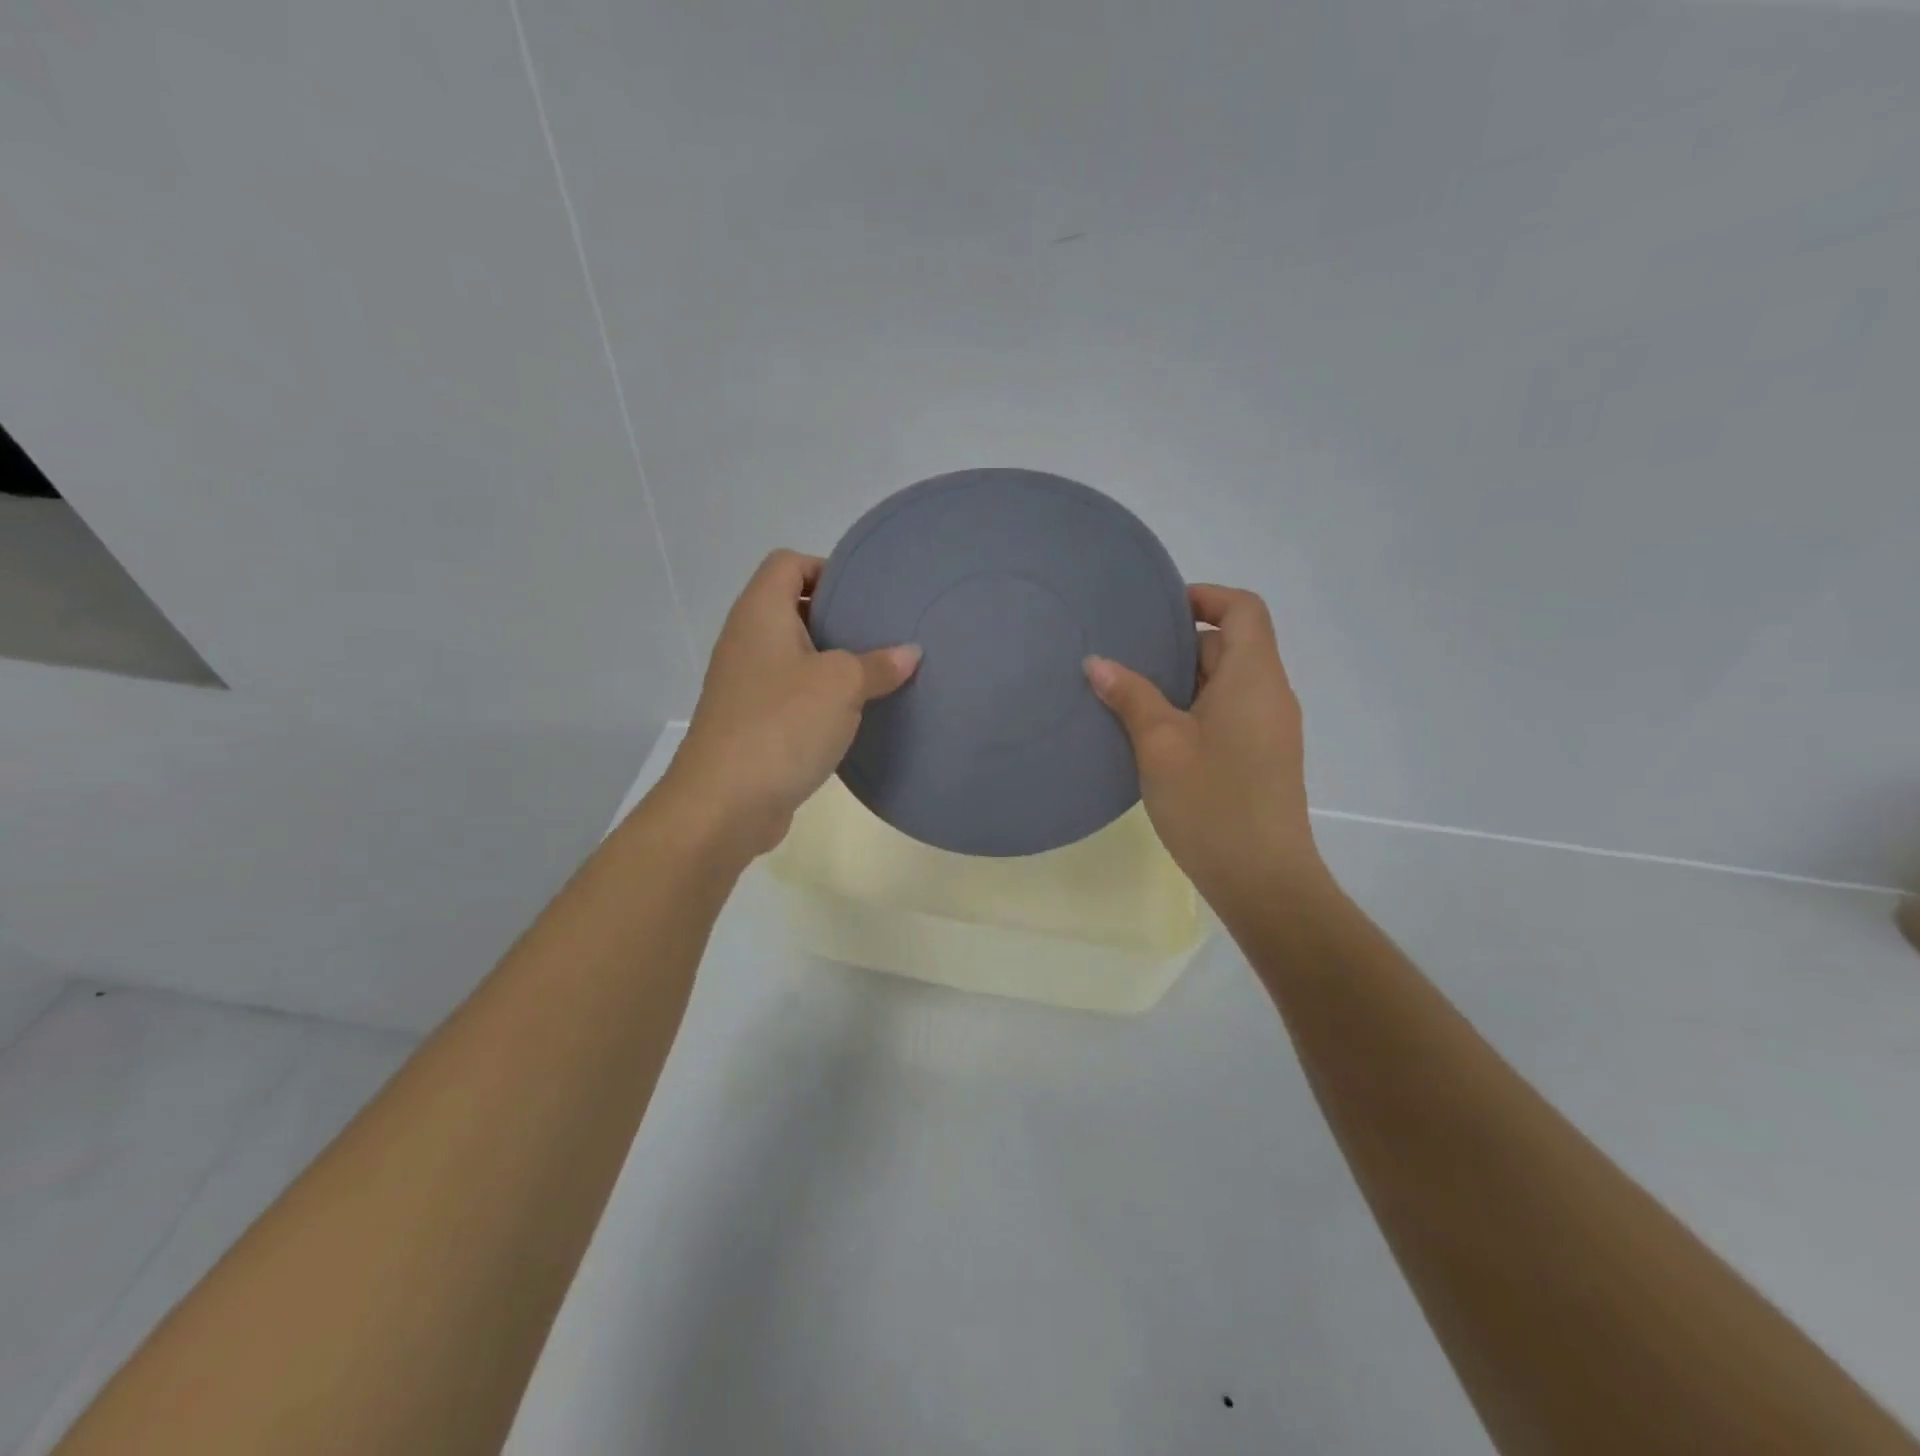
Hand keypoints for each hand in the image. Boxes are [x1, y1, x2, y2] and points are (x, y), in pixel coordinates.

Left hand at [662, 550, 920, 858]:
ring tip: (878, 674)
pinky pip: (792, 696)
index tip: (865, 594)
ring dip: (832, 663)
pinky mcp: (752, 724)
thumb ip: (878, 664)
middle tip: (883, 633)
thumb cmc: (782, 725)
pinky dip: (820, 699)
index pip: (788, 563)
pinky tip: (854, 716)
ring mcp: (746, 685)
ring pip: (795, 657)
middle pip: (792, 608)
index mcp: (761, 614)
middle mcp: (747, 641)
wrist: (724, 804)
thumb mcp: (841, 685)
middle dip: (837, 618)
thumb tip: (909, 653)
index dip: (825, 568)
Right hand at [1084, 584, 1324, 909]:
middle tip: (1127, 656)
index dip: (1205, 597)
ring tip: (1129, 694)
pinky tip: (1152, 735)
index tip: (1158, 612)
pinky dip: (1193, 710)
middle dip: (1179, 645)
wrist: (1263, 880)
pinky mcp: (1261, 759)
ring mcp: (1268, 730)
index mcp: (1254, 678)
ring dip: (1182, 682)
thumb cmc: (1213, 803)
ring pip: (1225, 684)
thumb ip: (1130, 697)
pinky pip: (1227, 714)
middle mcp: (1269, 695)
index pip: (1243, 610)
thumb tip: (1097, 662)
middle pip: (1231, 645)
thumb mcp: (1161, 745)